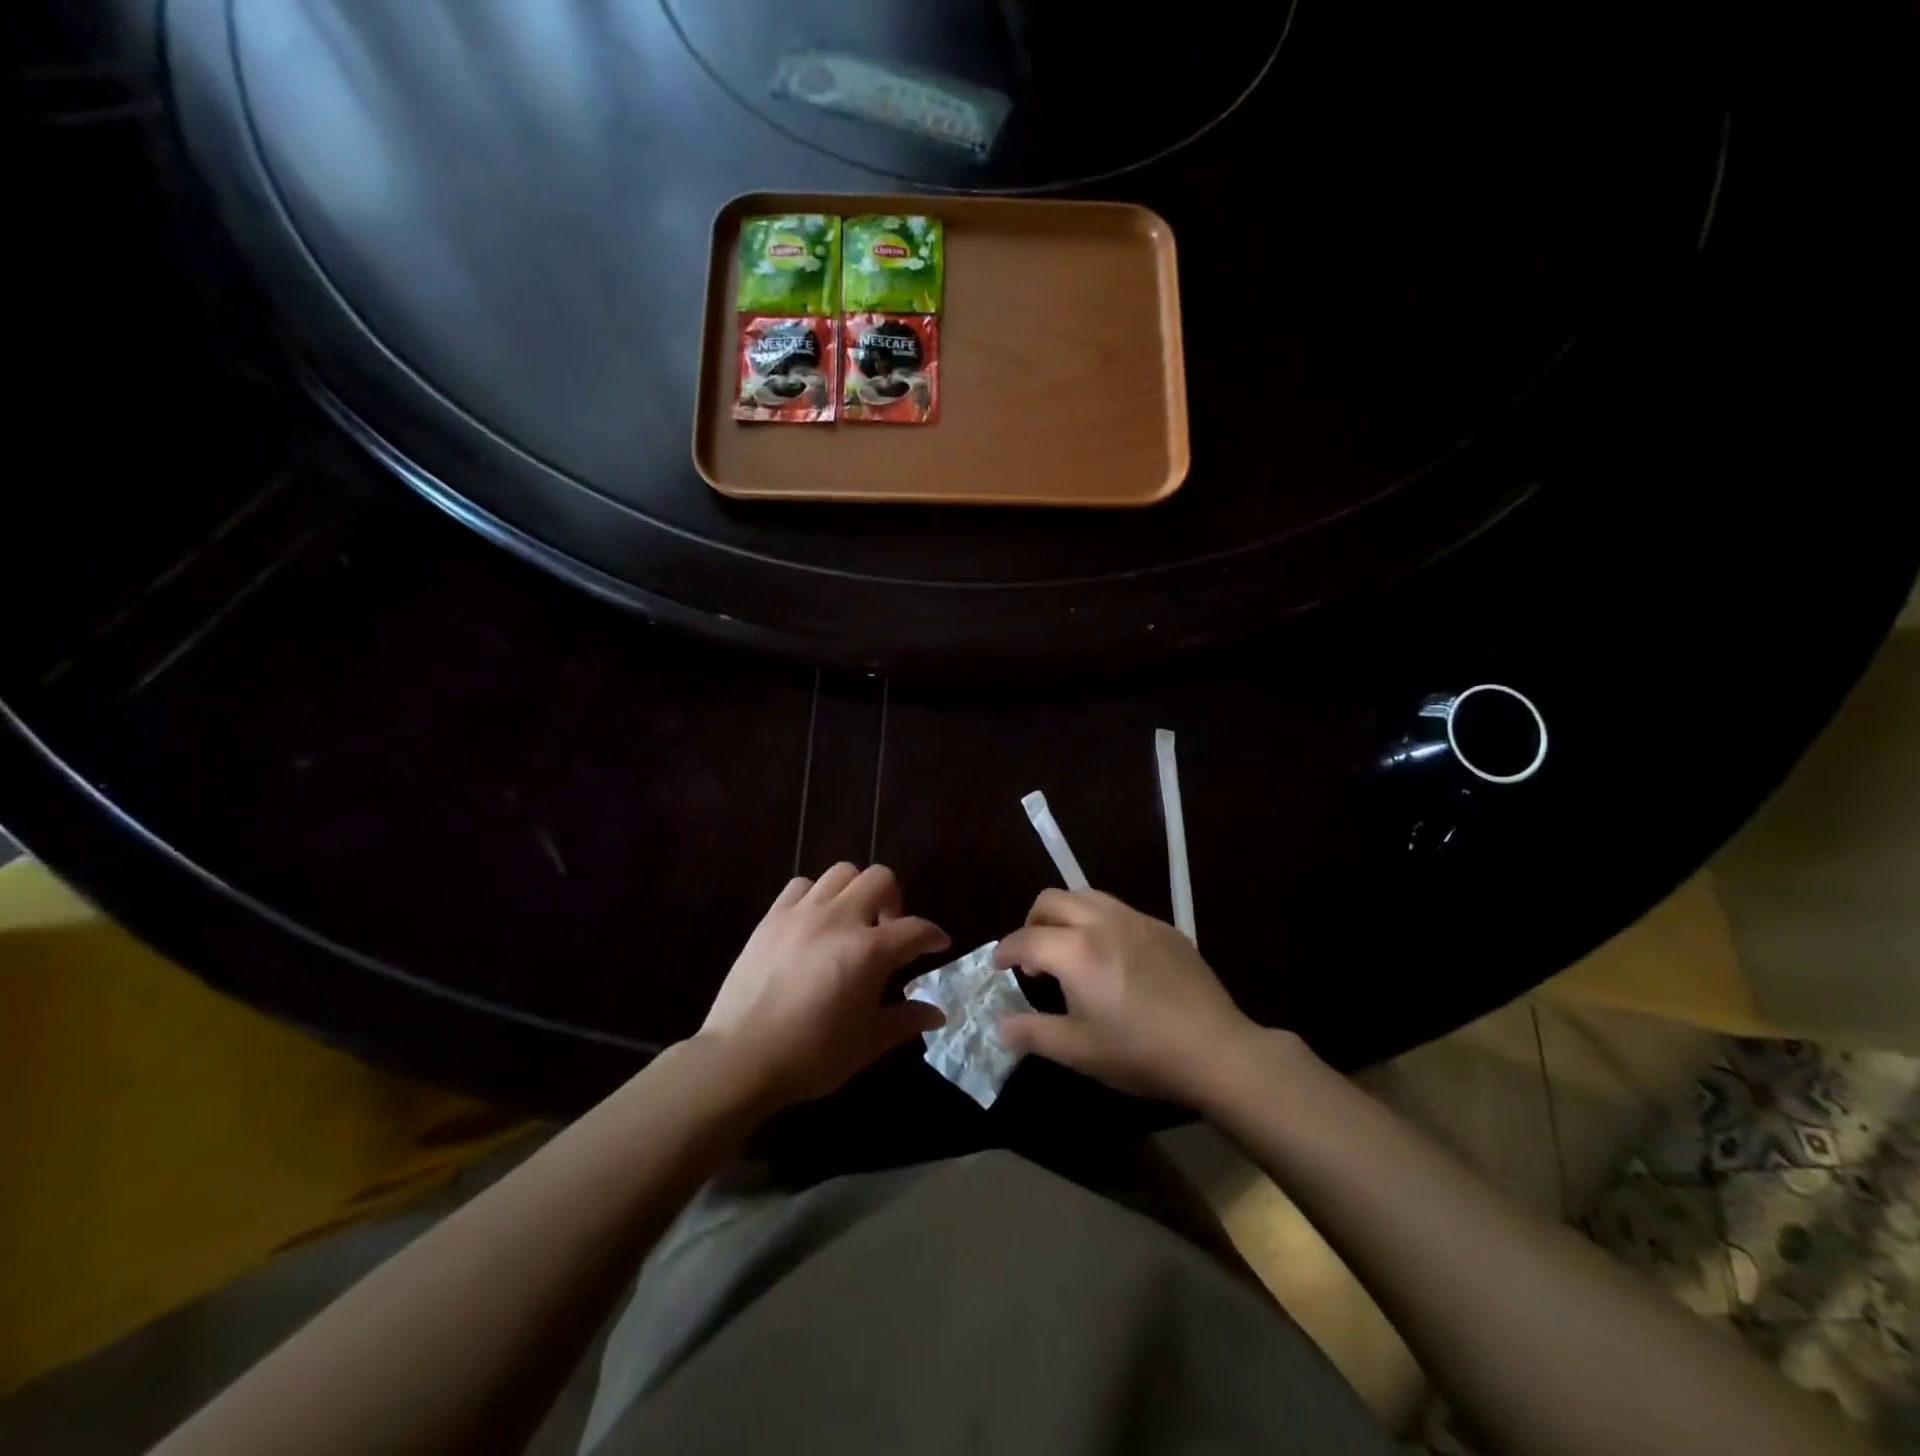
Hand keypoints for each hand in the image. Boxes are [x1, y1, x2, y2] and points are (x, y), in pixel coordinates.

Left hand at [700, 864, 949, 1108]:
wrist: (741, 1057)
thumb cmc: (812, 1055)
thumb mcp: (867, 1043)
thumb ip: (905, 1021)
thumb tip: (936, 1014)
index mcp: (869, 950)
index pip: (915, 929)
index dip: (933, 935)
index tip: (938, 945)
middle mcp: (840, 918)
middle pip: (880, 878)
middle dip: (894, 899)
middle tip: (889, 930)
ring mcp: (803, 912)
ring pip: (841, 872)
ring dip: (855, 891)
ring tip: (851, 921)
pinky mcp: (772, 917)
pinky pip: (801, 885)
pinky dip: (816, 895)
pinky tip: (814, 922)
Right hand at [994, 889, 1258, 1104]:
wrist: (1215, 1049)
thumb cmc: (1140, 1052)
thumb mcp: (1078, 1051)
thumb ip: (1033, 1033)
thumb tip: (1000, 1027)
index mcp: (1076, 950)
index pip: (1026, 939)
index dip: (1005, 950)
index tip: (998, 964)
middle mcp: (1102, 922)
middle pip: (1052, 900)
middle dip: (1032, 922)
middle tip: (1033, 957)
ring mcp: (1136, 919)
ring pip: (1086, 896)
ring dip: (1065, 915)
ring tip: (1069, 950)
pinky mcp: (1163, 926)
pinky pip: (1118, 909)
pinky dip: (1098, 922)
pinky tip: (1111, 957)